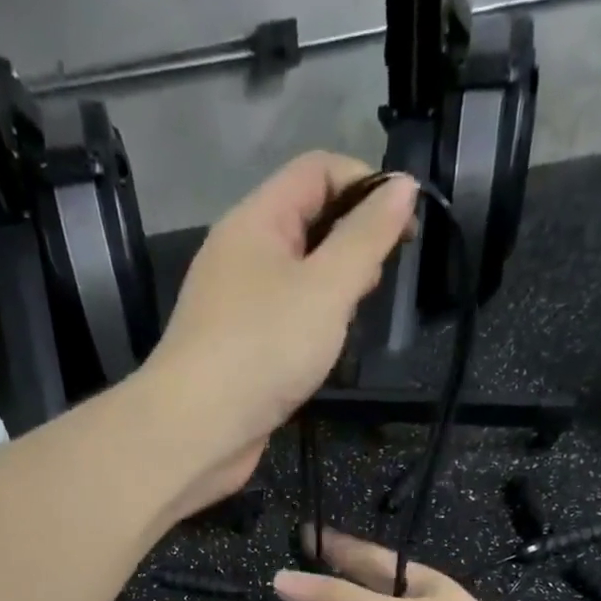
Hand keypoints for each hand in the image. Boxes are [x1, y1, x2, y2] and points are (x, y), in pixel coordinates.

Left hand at [142, 153, 416, 511]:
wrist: (195, 429)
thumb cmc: (263, 349)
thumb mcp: (327, 287)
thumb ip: (367, 237)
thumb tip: (402, 185)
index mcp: (255, 220)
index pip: (316, 170)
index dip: (365, 182)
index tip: (405, 224)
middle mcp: (239, 254)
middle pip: (306, 221)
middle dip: (351, 240)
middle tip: (379, 280)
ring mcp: (234, 305)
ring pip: (295, 276)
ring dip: (332, 288)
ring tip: (355, 317)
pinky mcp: (235, 349)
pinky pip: (281, 319)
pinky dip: (309, 325)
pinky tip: (324, 351)